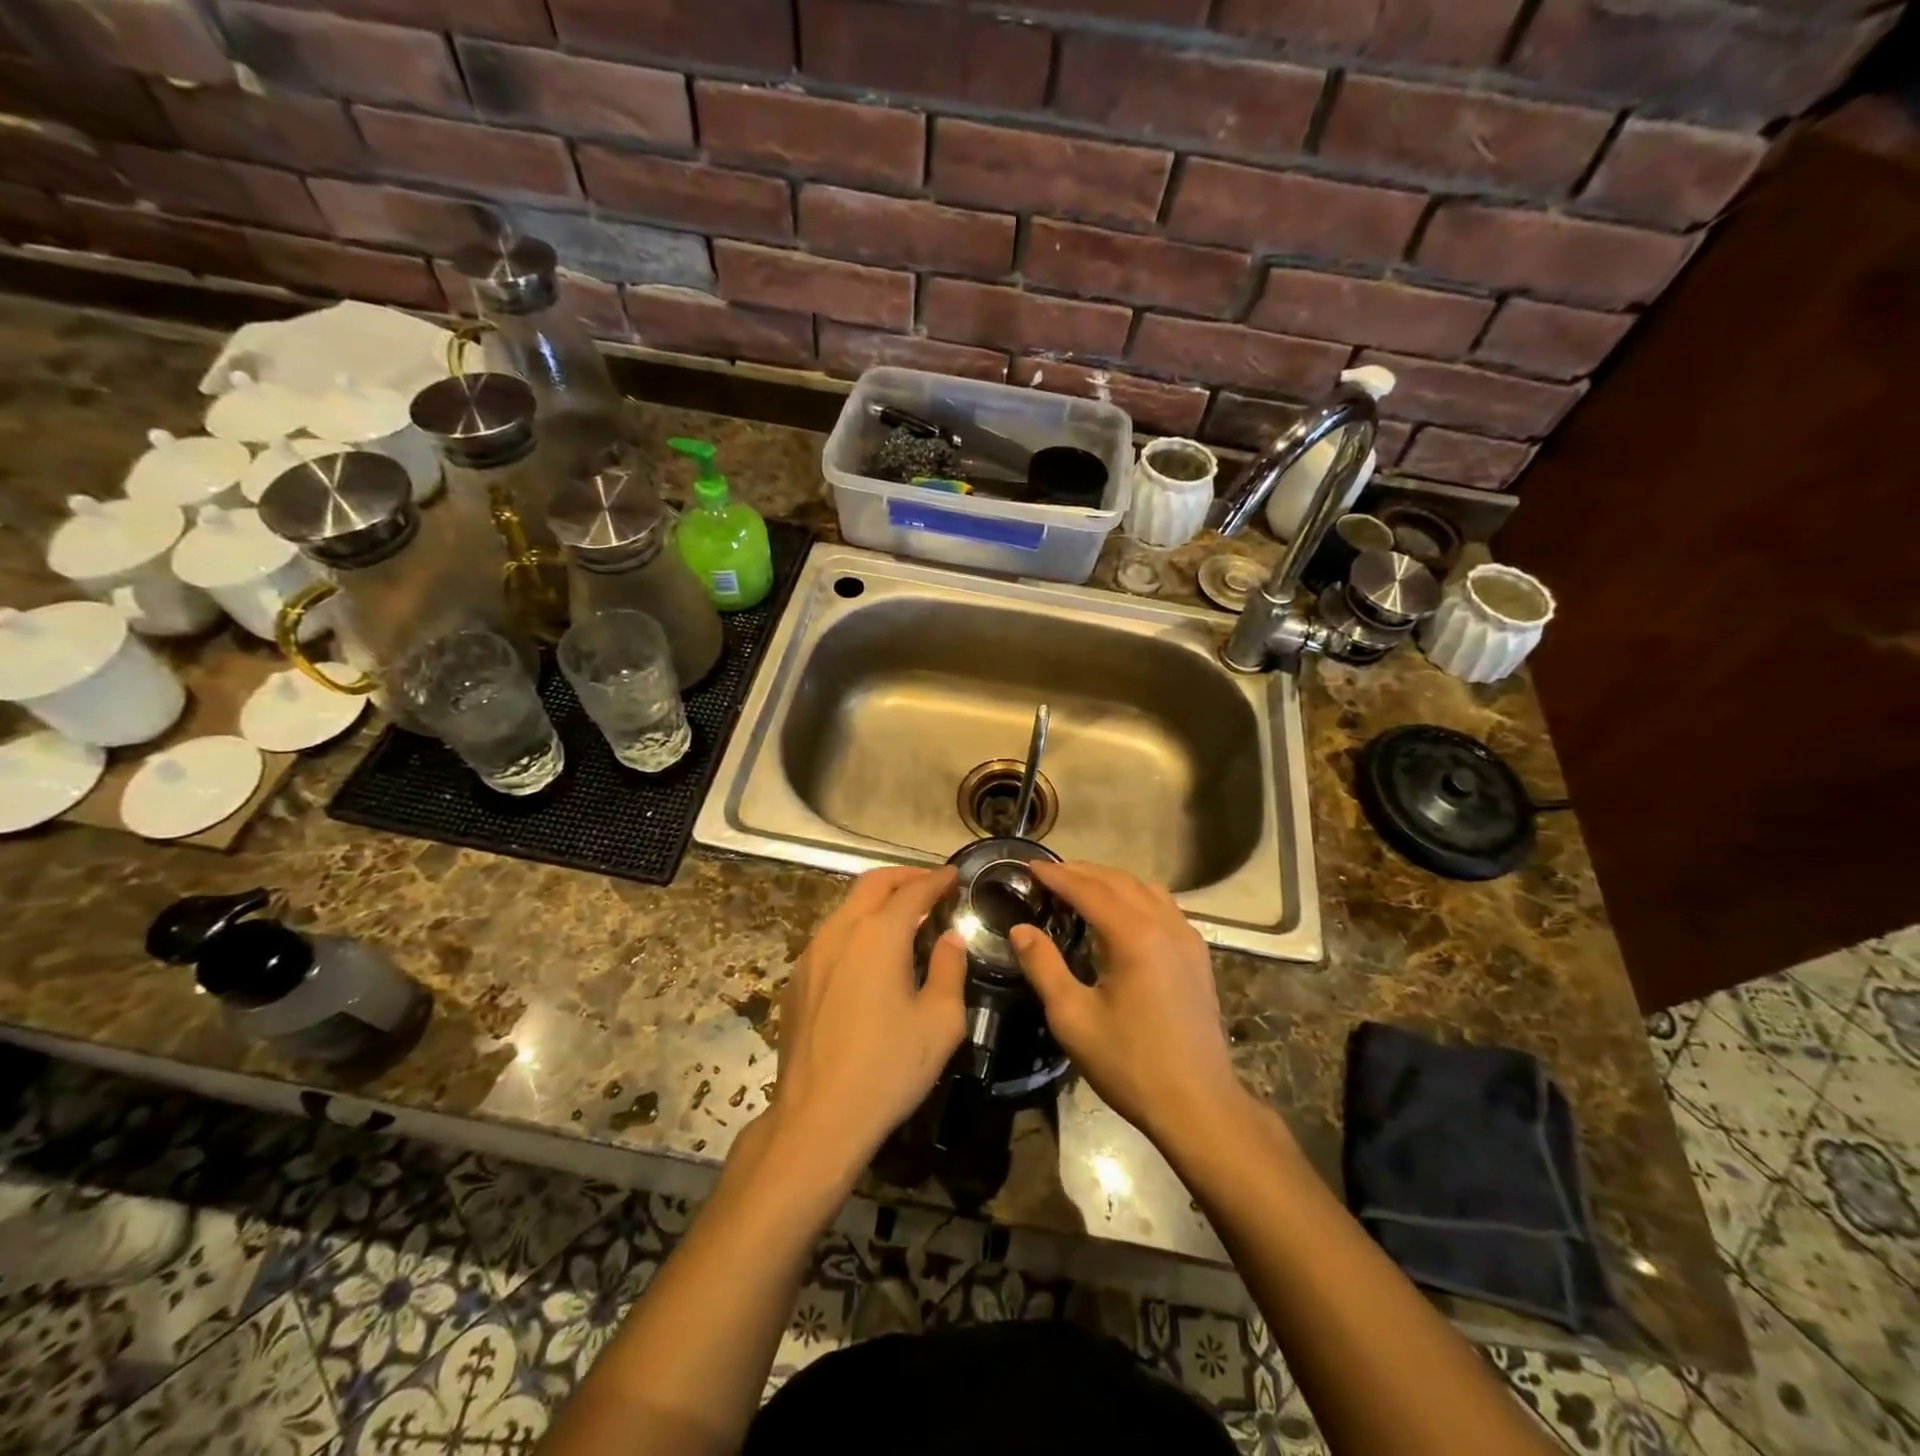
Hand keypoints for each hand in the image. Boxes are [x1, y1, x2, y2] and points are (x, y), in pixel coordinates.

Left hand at [769, 867, 965, 1173]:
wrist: (817, 1118)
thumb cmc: (888, 1069)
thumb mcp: (940, 1022)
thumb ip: (949, 970)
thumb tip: (950, 939)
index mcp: (878, 935)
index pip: (912, 891)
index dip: (936, 880)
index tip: (954, 876)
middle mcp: (840, 932)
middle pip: (872, 884)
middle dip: (904, 877)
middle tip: (930, 885)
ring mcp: (811, 954)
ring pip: (847, 907)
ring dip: (877, 900)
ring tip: (904, 916)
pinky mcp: (797, 979)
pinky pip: (831, 935)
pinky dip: (857, 926)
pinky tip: (871, 953)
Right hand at [1010, 862, 1242, 1141]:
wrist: (1198, 1105)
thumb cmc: (1130, 1063)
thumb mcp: (1073, 1018)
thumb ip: (1044, 966)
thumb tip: (1020, 928)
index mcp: (1134, 936)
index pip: (1088, 889)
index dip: (1056, 875)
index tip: (1029, 866)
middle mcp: (1165, 925)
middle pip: (1118, 881)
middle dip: (1081, 872)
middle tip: (1049, 875)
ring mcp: (1187, 938)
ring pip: (1145, 889)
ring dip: (1110, 881)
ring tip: (1081, 888)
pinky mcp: (1197, 956)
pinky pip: (1164, 907)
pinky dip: (1136, 897)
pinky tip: (1122, 915)